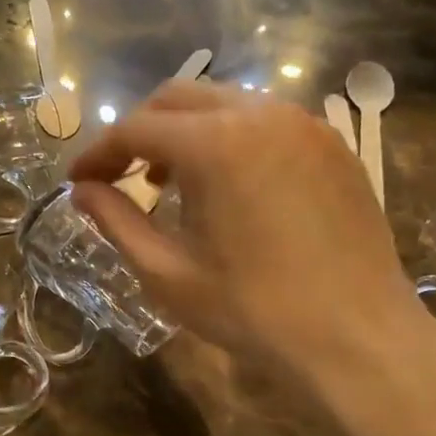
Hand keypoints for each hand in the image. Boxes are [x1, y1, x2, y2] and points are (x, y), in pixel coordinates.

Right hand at [68, 82, 435, 403]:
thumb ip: (117, 222)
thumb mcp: (167, 273)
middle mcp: (261, 114)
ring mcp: (306, 125)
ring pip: (226, 104)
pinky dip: (232, 140)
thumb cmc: (252, 311)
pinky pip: (267, 123)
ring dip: (186, 134)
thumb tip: (83, 191)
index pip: (136, 128)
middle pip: (179, 98)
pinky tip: (230, 188)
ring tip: (173, 185)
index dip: (99, 153)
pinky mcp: (334, 146)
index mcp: (215, 143)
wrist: (356, 337)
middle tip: (122, 177)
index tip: (78, 181)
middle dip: (140, 132)